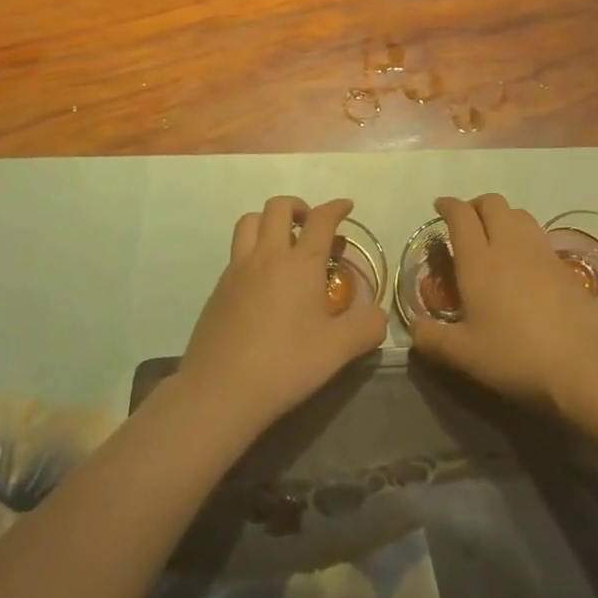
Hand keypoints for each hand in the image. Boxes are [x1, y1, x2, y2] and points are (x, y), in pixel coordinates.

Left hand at [178, 196, 388, 440]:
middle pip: (278, 207)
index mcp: (300, 263)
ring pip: (249, 221)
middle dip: (299, 207)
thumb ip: (366, 328)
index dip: (336, 207)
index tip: (346, 207)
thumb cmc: (284, 365)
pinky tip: (262, 282)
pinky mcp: (218, 289)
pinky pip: (236, 252)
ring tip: (283, 243)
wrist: (220, 391)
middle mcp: (267, 256)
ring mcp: (237, 270)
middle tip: (311, 226)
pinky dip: (252, 251)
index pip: (321, 219)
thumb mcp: (337, 351)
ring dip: (269, 221)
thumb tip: (380, 314)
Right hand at [407, 194, 597, 413]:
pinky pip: (537, 235)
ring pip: (518, 214)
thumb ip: (433, 339)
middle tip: (466, 223)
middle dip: (475, 205)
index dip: (448, 205)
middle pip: (492, 203)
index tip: (440, 206)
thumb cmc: (516, 356)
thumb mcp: (465, 355)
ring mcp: (540, 252)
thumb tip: (413, 329)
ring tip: (493, 239)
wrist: (584, 364)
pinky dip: (523, 236)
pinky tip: (522, 264)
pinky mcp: (564, 266)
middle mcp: (509, 245)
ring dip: (502, 217)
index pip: (461, 215)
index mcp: (479, 260)